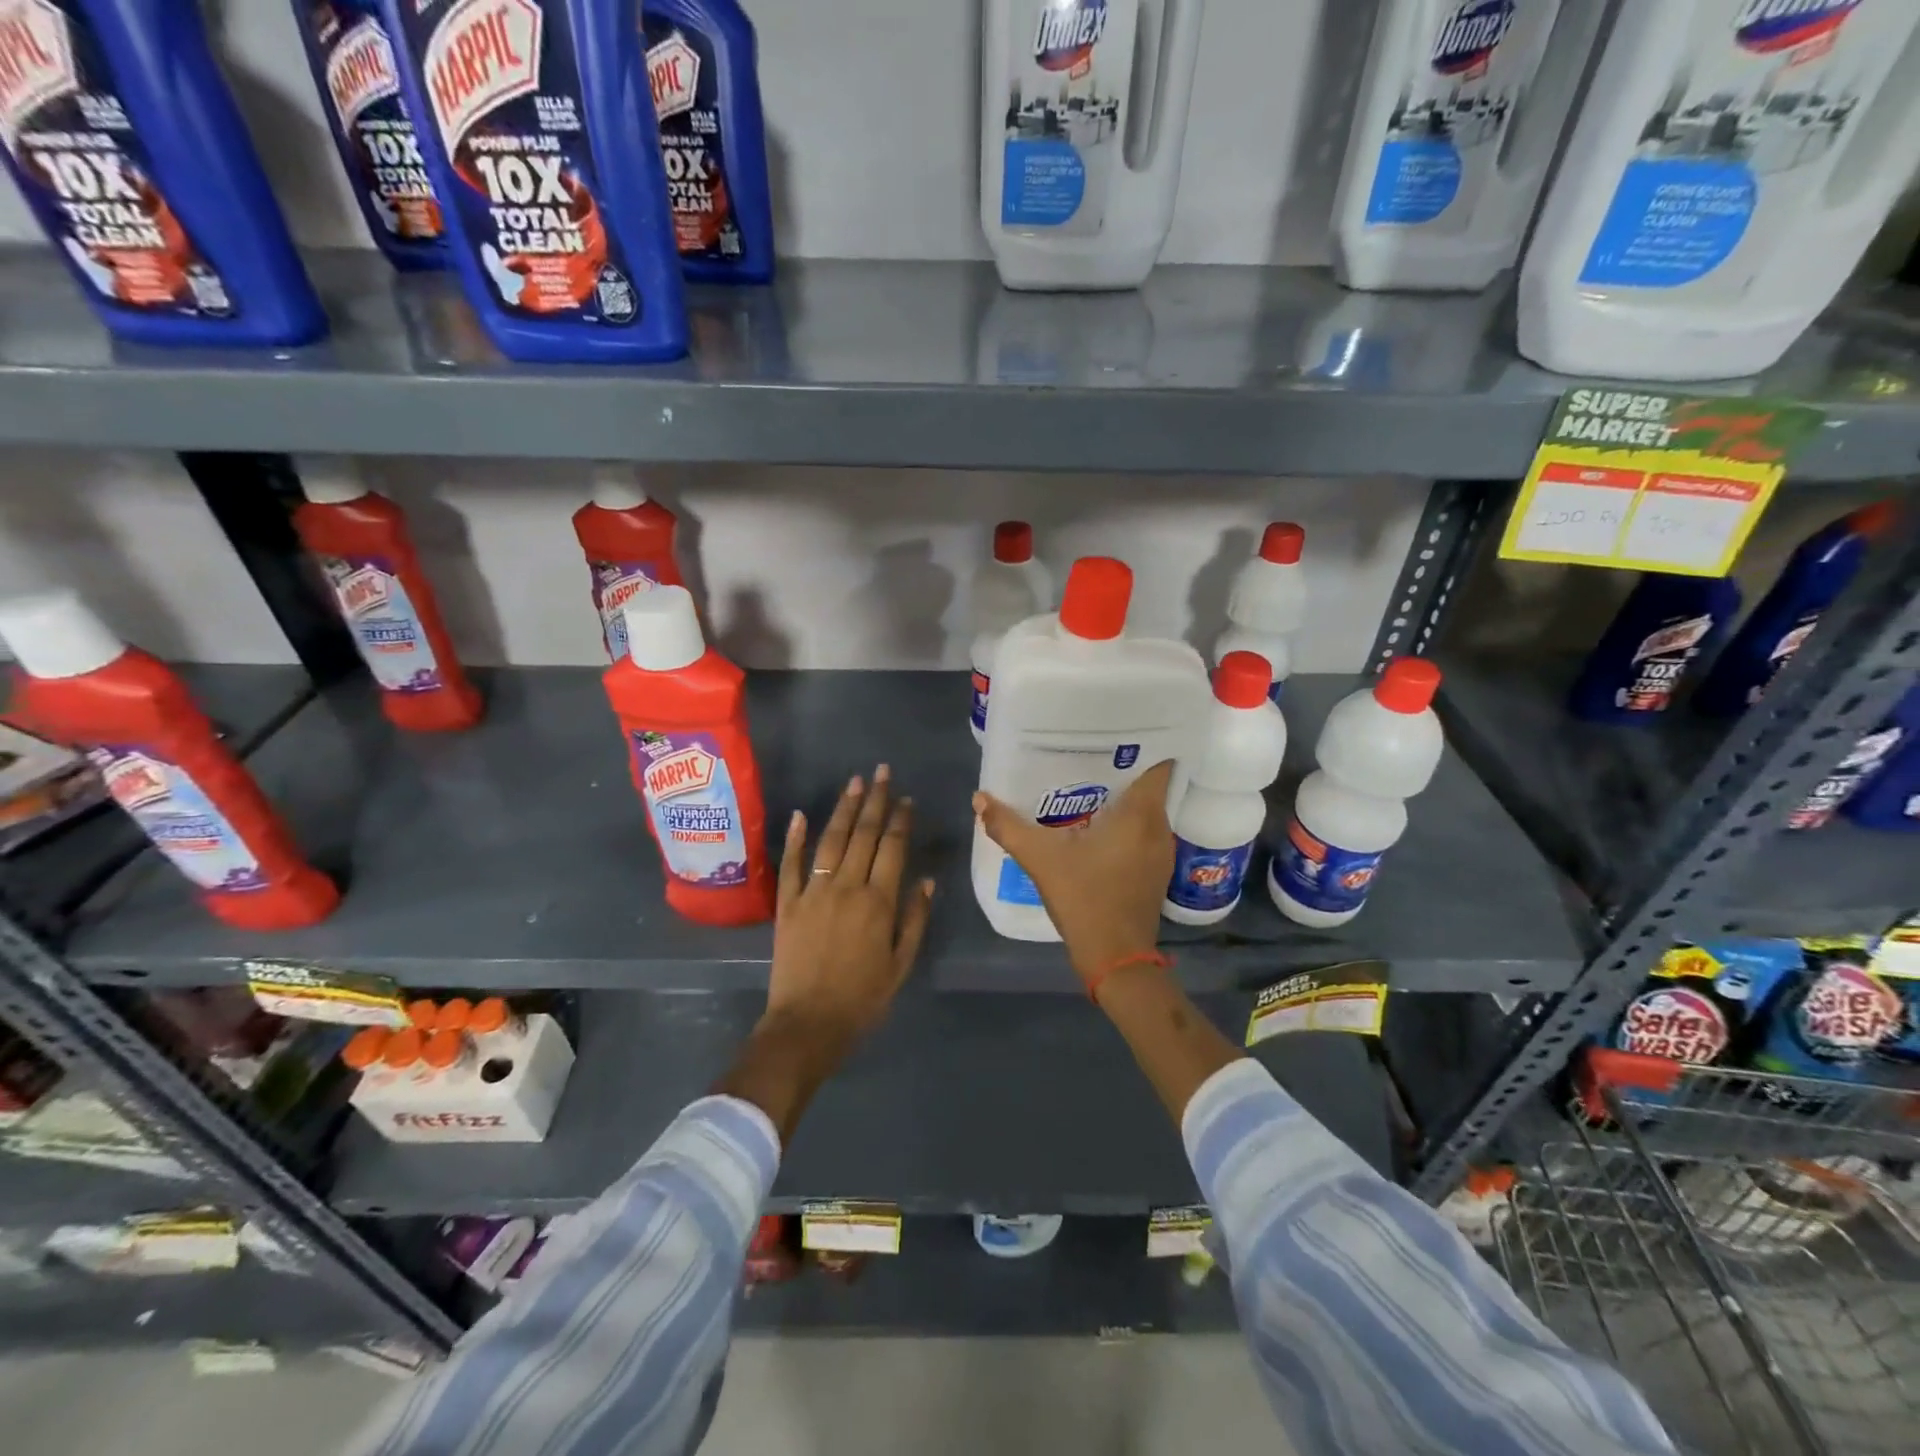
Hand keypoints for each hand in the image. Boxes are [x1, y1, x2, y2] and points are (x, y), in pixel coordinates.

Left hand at [719, 767, 934, 1140]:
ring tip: (854, 783)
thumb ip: (914, 919)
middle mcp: (846, 886)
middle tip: (881, 772)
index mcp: (878, 901)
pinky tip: (801, 814)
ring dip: (844, 809)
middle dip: (875, 800)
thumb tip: (926, 879)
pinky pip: (791, 863)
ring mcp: (813, 891)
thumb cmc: (862, 999)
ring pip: (831, 840)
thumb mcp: (901, 964)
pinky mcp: (787, 903)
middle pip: (864, 835)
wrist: (808, 1025)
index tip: (906, 799)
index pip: (892, 848)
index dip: (900, 820)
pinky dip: (795, 837)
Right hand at [973, 759, 1172, 989]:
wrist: (1115, 958)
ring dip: (1121, 800)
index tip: (1111, 734)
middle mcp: (1159, 827)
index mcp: (1141, 814)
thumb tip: (980, 798)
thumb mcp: (1041, 859)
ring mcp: (1161, 852)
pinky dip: (1124, 825)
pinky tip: (1094, 828)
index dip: (1139, 744)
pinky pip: (1143, 833)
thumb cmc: (1085, 899)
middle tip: (1085, 756)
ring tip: (1086, 786)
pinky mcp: (1155, 872)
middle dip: (1120, 770)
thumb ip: (1008, 826)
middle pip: (1147, 785)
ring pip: (1146, 811)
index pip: (1157, 763)